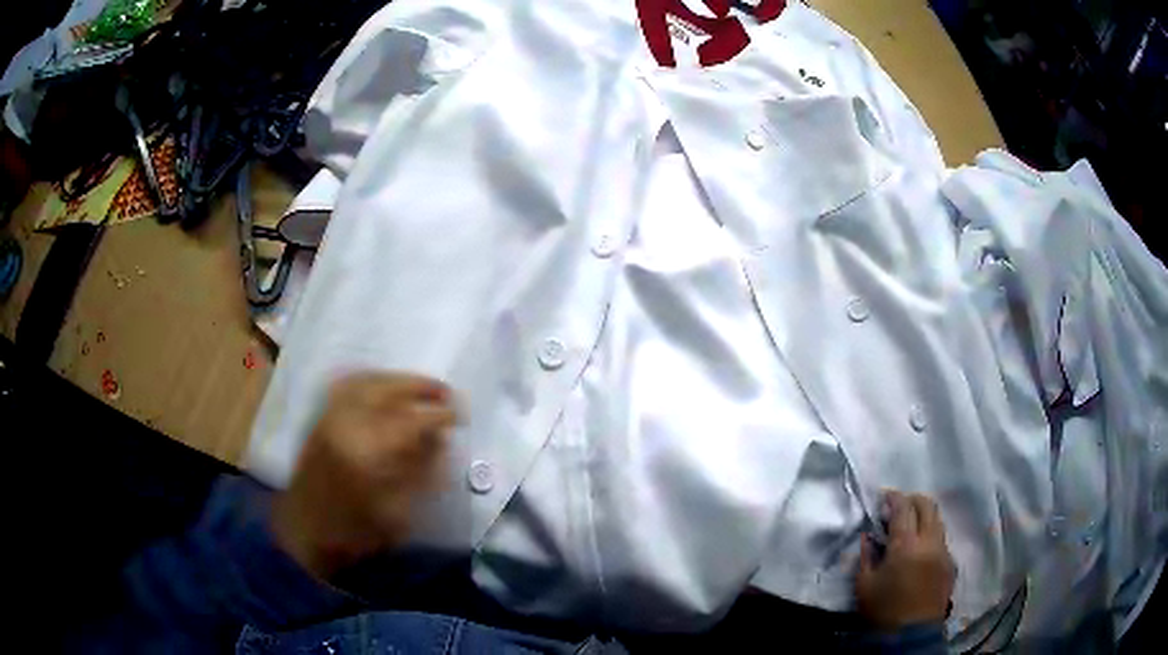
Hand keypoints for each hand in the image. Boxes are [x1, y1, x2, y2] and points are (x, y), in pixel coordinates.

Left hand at [271, 372, 456, 580]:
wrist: (304, 529)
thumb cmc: (353, 531)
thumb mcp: (397, 513)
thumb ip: (420, 473)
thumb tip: (440, 441)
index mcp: (367, 453)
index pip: (410, 421)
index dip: (439, 415)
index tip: (460, 415)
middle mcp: (346, 425)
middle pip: (388, 390)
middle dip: (421, 387)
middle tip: (447, 392)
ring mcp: (329, 417)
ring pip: (367, 381)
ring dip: (397, 380)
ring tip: (420, 387)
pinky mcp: (320, 418)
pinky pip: (346, 385)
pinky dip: (370, 379)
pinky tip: (384, 385)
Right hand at [856, 491, 956, 631]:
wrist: (911, 634)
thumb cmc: (883, 610)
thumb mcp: (864, 585)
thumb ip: (866, 555)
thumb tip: (868, 535)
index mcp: (905, 544)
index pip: (903, 507)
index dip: (893, 497)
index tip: (883, 496)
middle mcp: (929, 541)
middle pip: (927, 505)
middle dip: (912, 499)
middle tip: (898, 506)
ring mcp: (943, 551)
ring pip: (937, 520)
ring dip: (924, 515)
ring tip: (910, 526)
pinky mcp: (951, 563)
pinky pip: (942, 539)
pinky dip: (930, 535)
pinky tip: (920, 550)